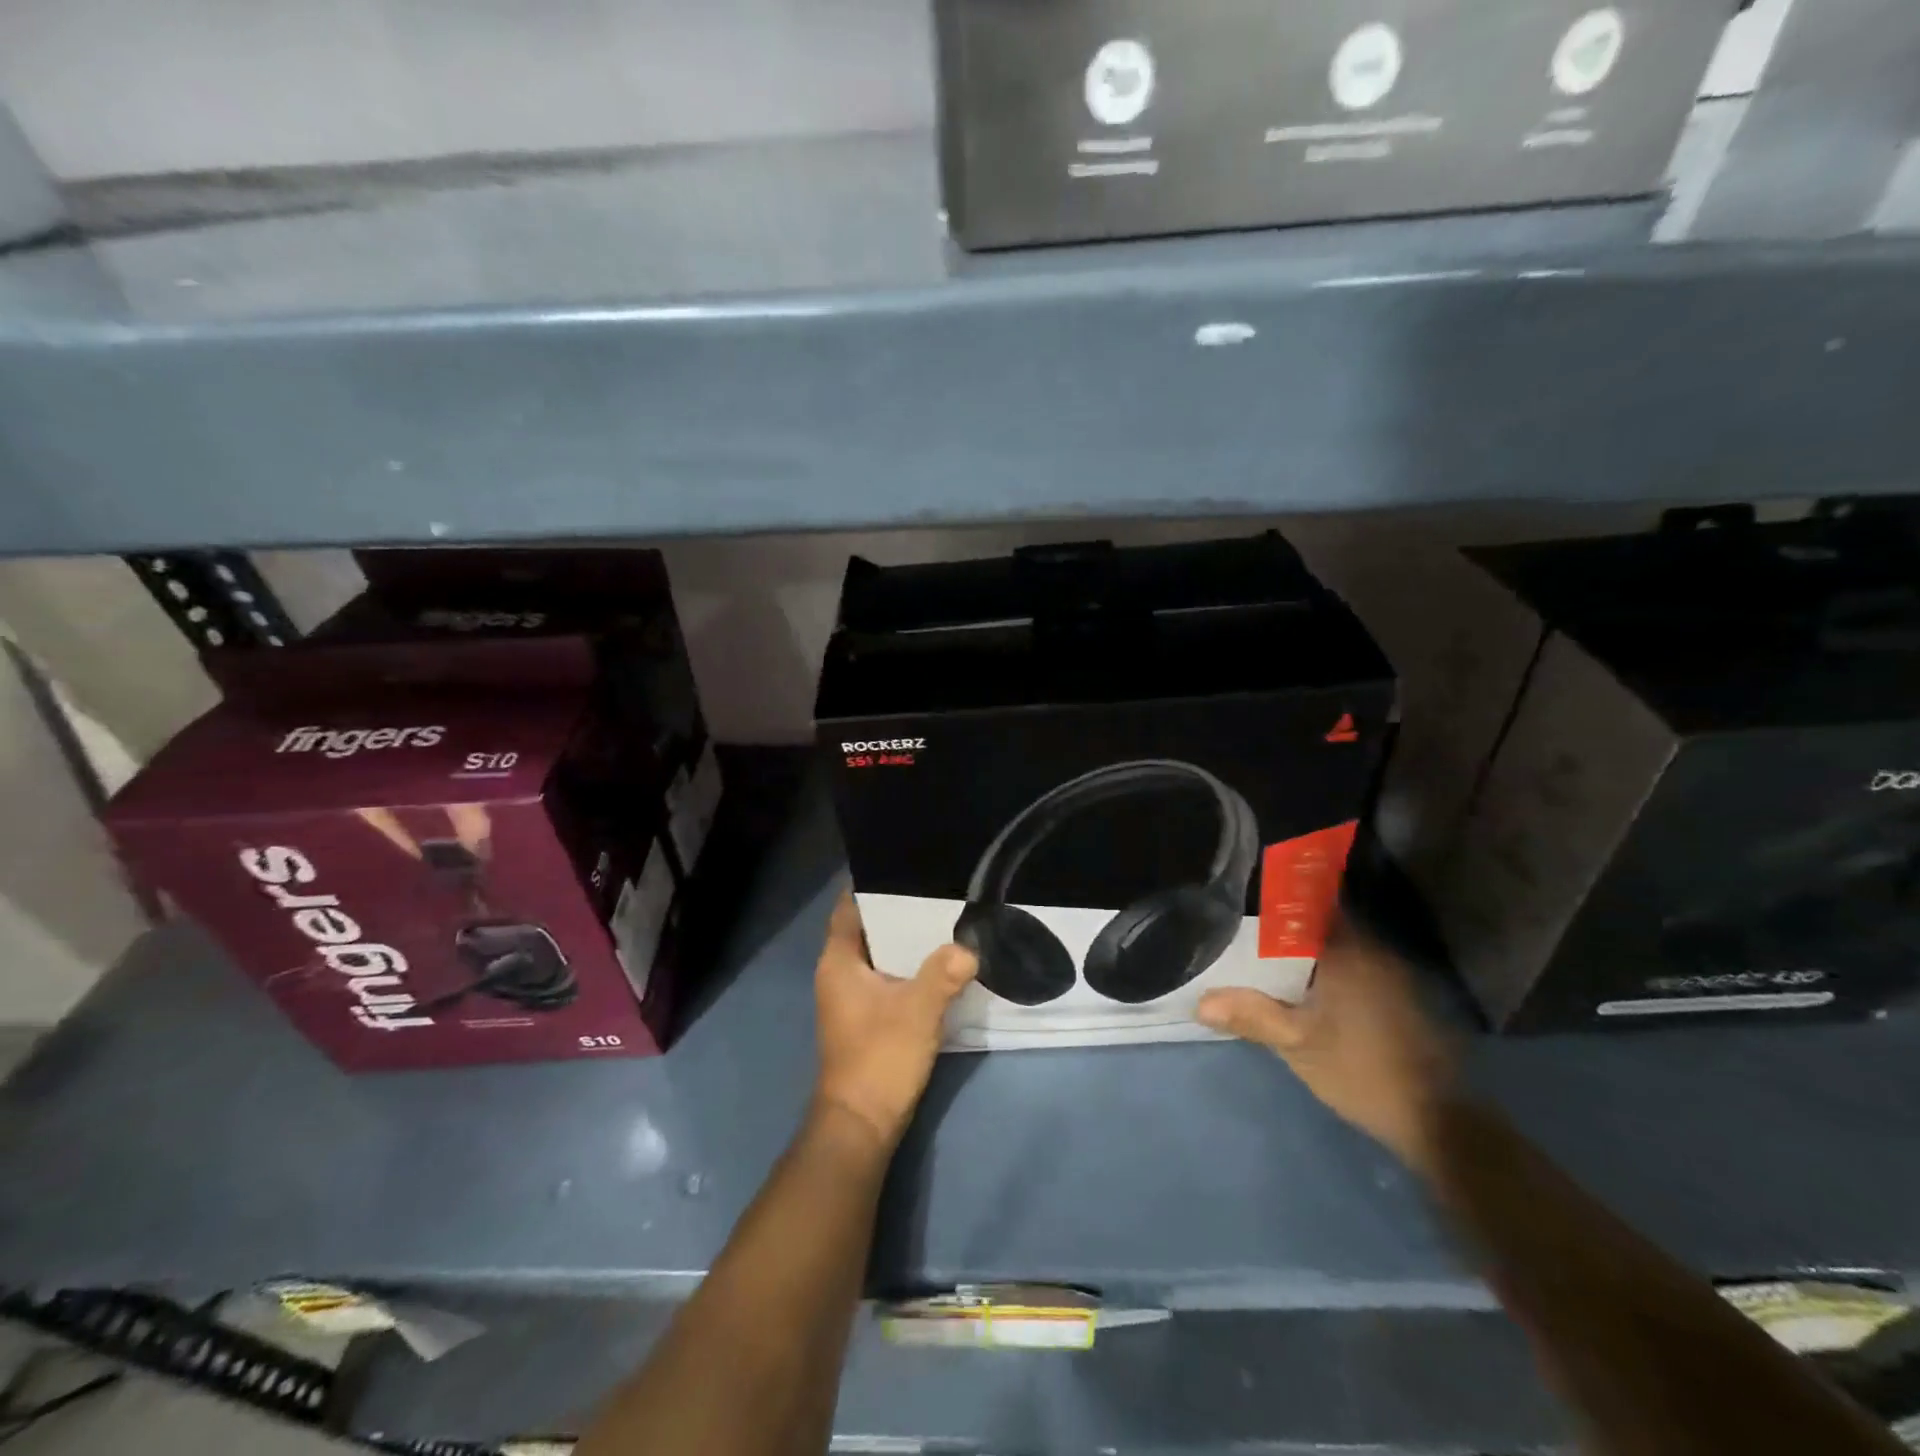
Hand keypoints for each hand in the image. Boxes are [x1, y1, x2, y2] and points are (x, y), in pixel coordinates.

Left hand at [812, 891, 977, 1154]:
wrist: (862, 1123)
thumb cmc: (879, 1056)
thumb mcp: (918, 1010)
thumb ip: (944, 973)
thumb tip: (969, 947)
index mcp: (839, 961)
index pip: (849, 907)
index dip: (871, 884)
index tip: (903, 864)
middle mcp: (839, 972)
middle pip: (867, 927)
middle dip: (897, 908)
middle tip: (935, 886)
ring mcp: (851, 996)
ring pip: (879, 953)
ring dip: (904, 939)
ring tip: (943, 915)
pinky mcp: (867, 1015)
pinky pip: (887, 975)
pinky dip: (907, 964)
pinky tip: (939, 958)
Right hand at [1196, 915, 1458, 1172]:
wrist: (1436, 1122)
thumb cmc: (1362, 1072)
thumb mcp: (1296, 1045)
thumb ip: (1250, 1016)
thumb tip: (1200, 1002)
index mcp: (1348, 951)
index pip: (1308, 904)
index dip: (1274, 900)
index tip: (1243, 902)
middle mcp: (1372, 951)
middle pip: (1319, 924)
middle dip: (1282, 928)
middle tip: (1242, 933)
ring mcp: (1389, 974)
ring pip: (1335, 947)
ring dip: (1303, 951)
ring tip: (1262, 958)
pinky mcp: (1396, 998)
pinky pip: (1350, 967)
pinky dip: (1324, 970)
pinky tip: (1301, 989)